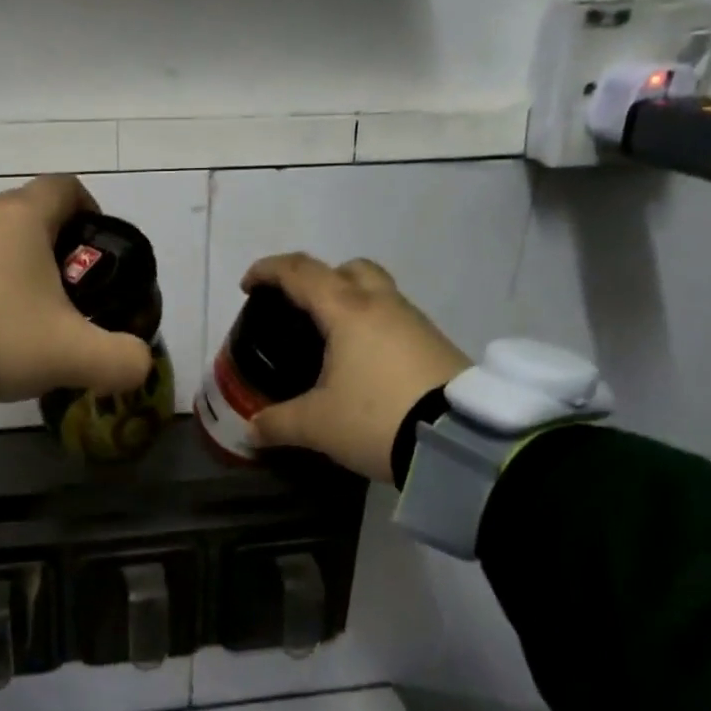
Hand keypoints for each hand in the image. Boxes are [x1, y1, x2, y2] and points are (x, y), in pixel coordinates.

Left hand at [0, 176, 153, 403]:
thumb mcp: (71, 355)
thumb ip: (120, 359)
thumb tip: (139, 363)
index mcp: (22, 216)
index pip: (67, 188)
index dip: (89, 212)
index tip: (93, 252)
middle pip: (25, 216)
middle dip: (47, 250)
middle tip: (56, 299)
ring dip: (2, 267)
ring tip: (7, 317)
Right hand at [241, 254, 472, 481]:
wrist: (461, 441)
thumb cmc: (376, 417)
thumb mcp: (317, 425)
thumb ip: (278, 423)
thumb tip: (251, 430)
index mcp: (348, 312)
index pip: (301, 272)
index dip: (269, 271)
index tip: (248, 285)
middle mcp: (383, 306)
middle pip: (349, 269)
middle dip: (321, 279)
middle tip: (302, 308)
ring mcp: (416, 323)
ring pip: (378, 293)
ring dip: (351, 303)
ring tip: (333, 343)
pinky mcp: (437, 345)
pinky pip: (396, 321)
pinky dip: (374, 329)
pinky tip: (367, 366)